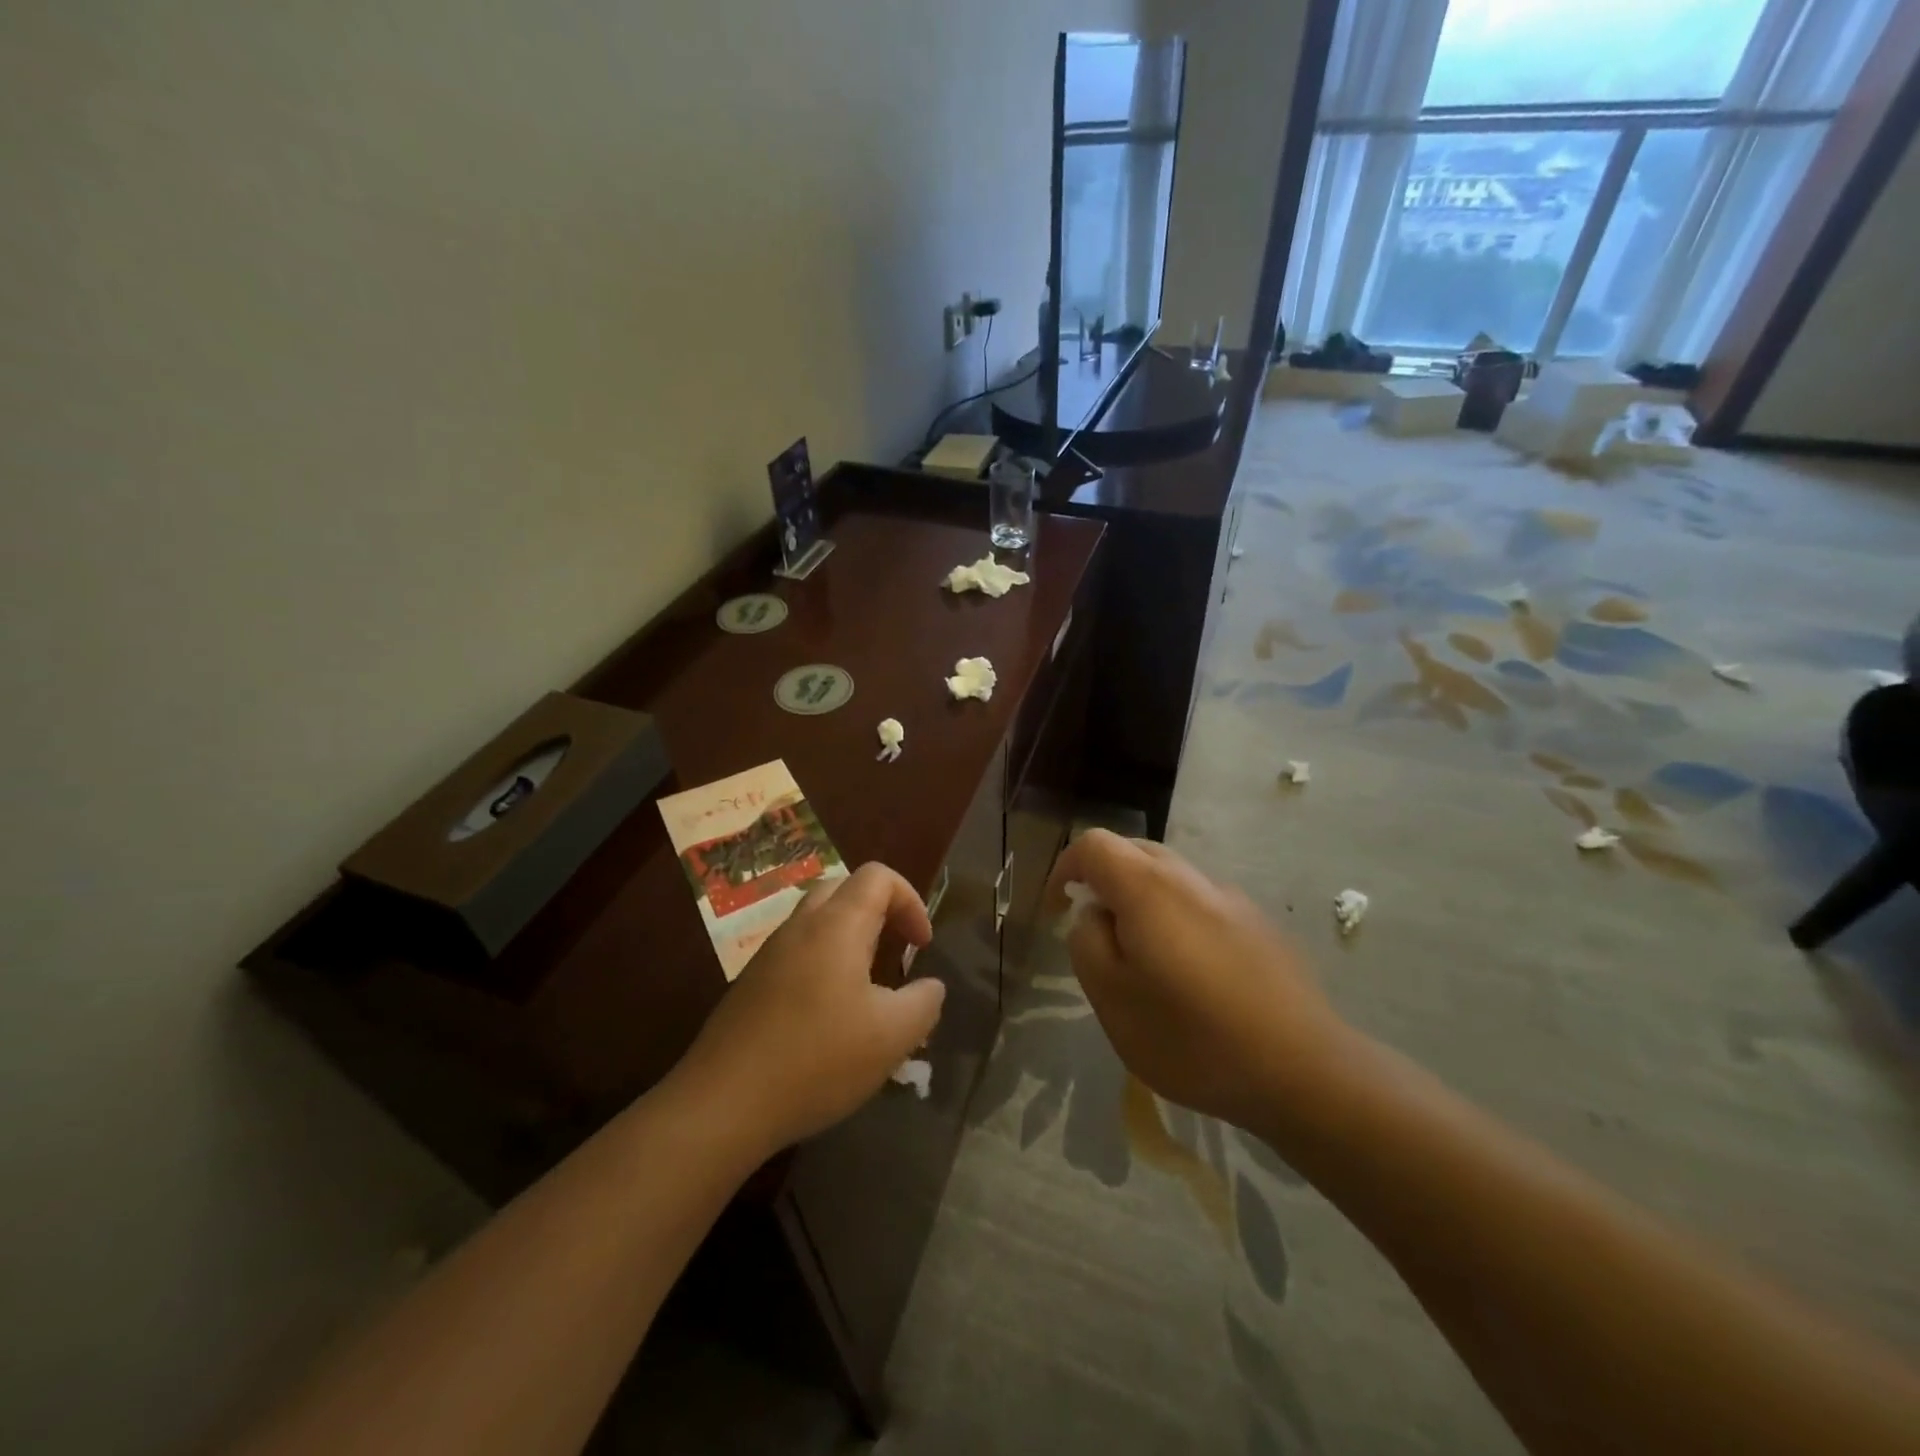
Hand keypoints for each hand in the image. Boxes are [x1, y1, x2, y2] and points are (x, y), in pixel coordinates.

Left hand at [671, 863, 944, 1155]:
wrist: (723, 1103)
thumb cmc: (818, 1059)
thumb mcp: (892, 1036)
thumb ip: (924, 1002)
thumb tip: (930, 986)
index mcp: (837, 925)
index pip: (878, 876)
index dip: (911, 900)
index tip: (922, 946)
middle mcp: (800, 927)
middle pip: (844, 890)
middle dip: (879, 912)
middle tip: (896, 953)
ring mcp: (769, 954)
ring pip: (817, 922)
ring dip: (850, 939)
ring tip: (867, 988)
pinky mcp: (751, 984)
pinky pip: (797, 953)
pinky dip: (823, 964)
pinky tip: (829, 1017)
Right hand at [1045, 830, 1348, 1131]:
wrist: (1303, 1071)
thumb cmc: (1193, 1039)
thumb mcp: (1113, 1000)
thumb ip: (1088, 944)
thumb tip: (1094, 916)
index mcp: (1149, 889)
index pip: (1094, 844)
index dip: (1065, 867)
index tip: (1056, 909)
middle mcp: (1191, 879)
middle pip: (1134, 852)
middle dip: (1103, 880)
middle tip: (1094, 932)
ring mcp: (1231, 899)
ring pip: (1170, 876)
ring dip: (1141, 899)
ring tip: (1141, 957)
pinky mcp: (1259, 924)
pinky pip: (1201, 902)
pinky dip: (1176, 917)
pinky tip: (1190, 972)